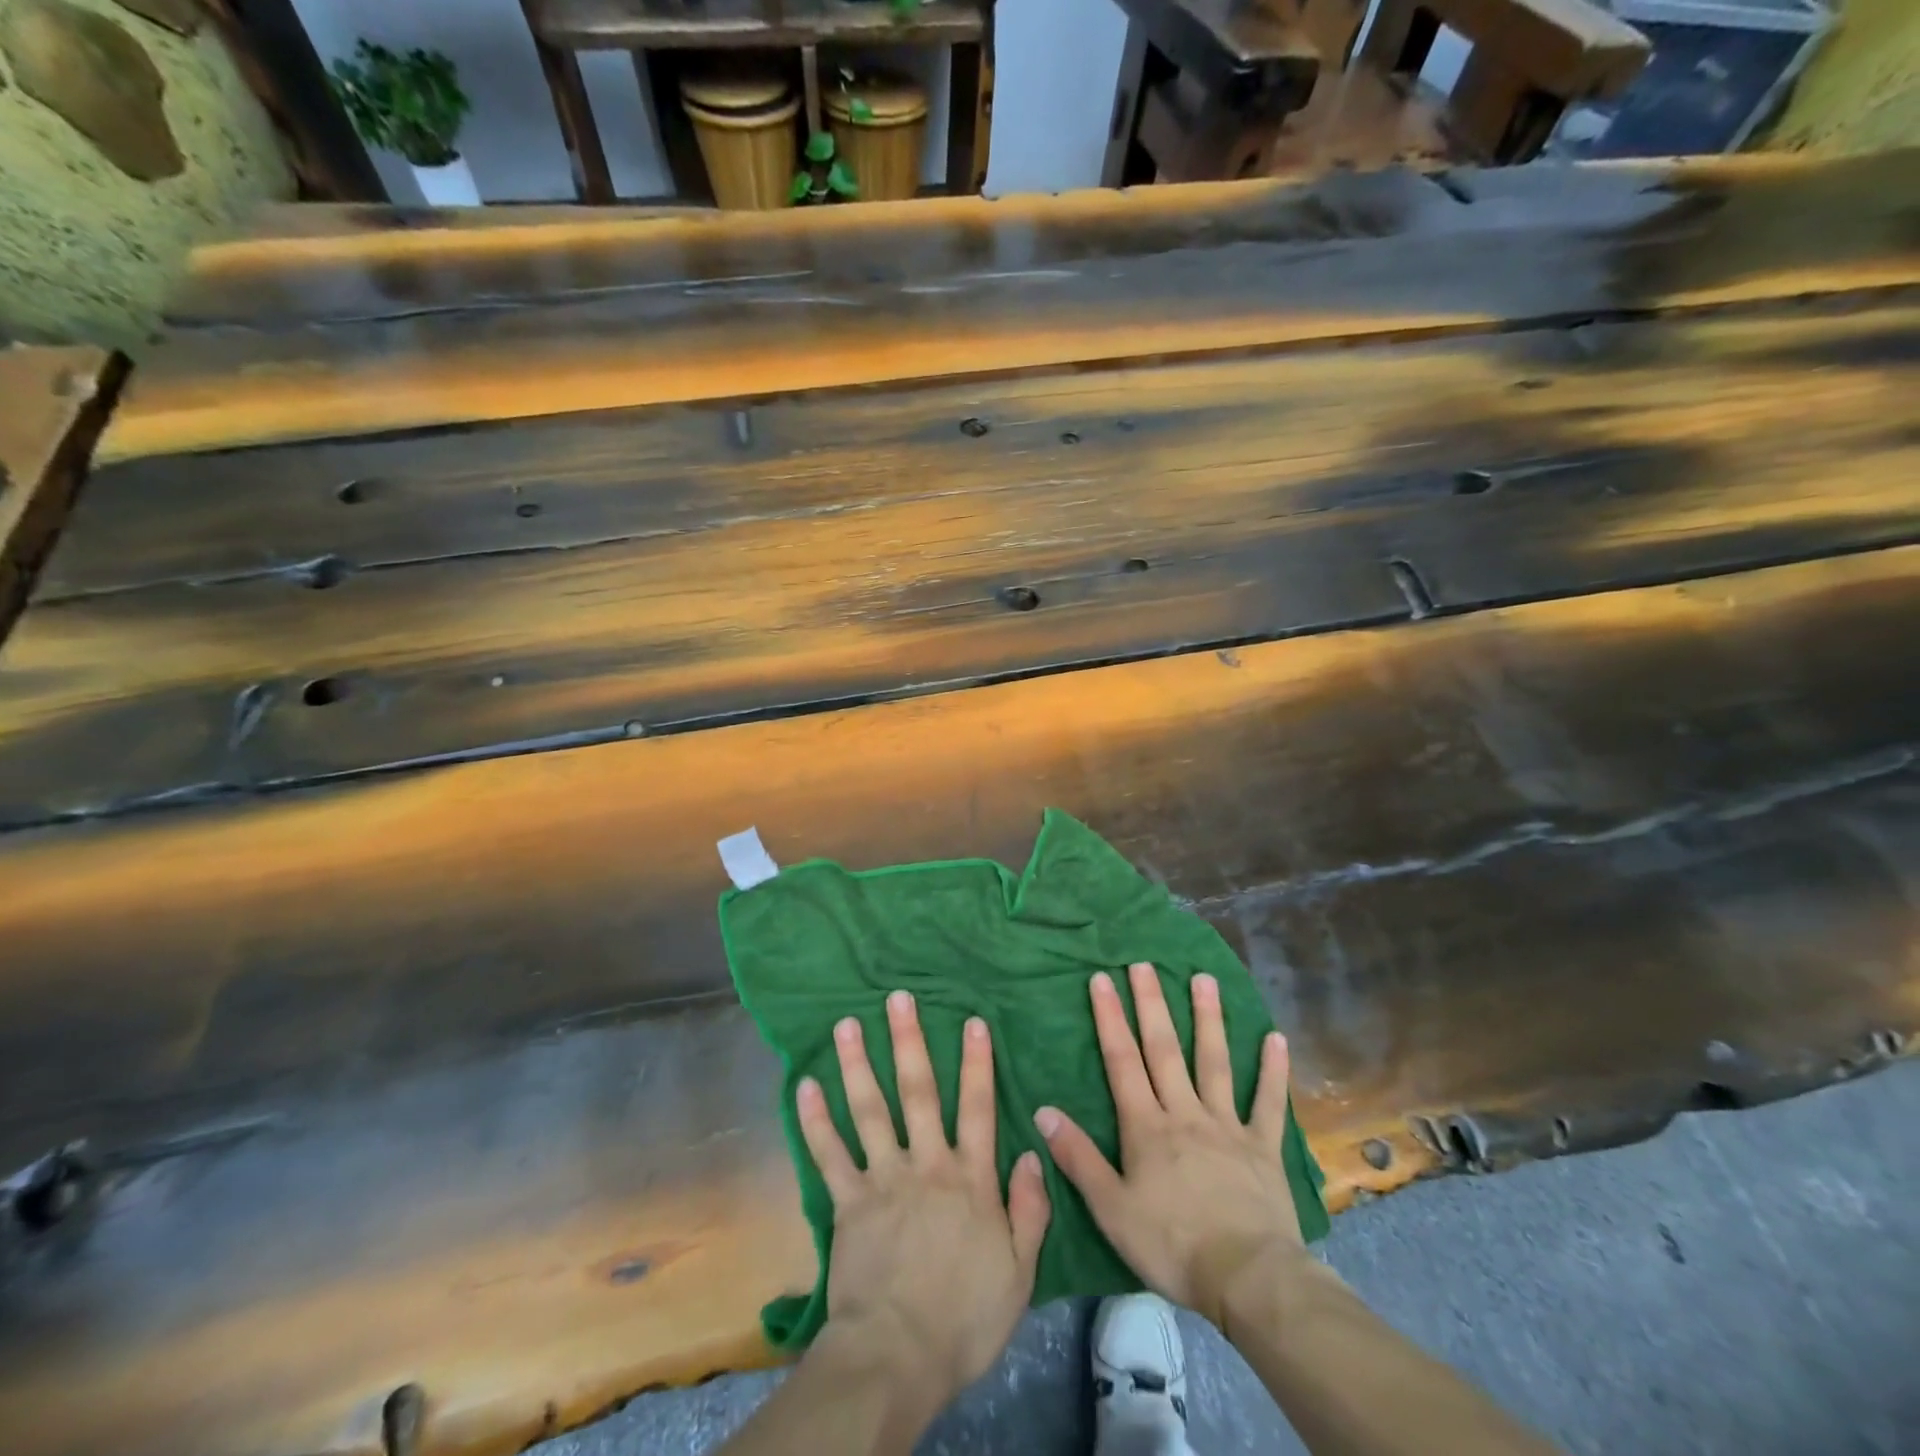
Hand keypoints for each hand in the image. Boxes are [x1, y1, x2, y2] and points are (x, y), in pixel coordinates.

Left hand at [797, 990, 1051, 1404]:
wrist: (898, 1357)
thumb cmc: (965, 1317)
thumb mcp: (1019, 1271)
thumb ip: (1029, 1208)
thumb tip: (1031, 1151)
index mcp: (970, 1179)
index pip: (977, 1108)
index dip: (977, 1063)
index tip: (972, 1020)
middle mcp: (926, 1164)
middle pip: (918, 1092)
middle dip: (909, 1041)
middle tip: (897, 998)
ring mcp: (883, 1178)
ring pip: (869, 1109)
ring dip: (857, 1064)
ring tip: (846, 1023)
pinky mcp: (847, 1201)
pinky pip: (828, 1154)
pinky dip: (815, 1120)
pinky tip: (805, 1085)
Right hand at [1034, 963, 1303, 1328]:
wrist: (1247, 1278)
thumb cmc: (1171, 1245)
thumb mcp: (1111, 1208)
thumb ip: (1078, 1158)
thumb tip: (1042, 1110)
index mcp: (1147, 1126)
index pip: (1122, 1061)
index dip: (1110, 1018)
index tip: (1101, 979)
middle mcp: (1186, 1112)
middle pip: (1165, 1050)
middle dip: (1152, 1004)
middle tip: (1144, 964)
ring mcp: (1227, 1126)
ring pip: (1215, 1062)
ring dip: (1209, 1019)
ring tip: (1205, 979)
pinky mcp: (1263, 1147)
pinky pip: (1268, 1103)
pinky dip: (1272, 1071)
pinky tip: (1275, 1038)